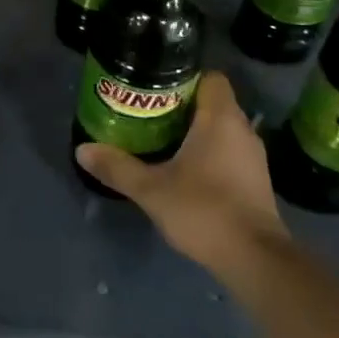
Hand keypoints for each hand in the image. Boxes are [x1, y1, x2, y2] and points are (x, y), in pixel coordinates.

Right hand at [74, 72, 287, 273]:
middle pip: (212, 102)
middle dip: (181, 105)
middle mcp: (242, 130)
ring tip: (159, 138)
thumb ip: (117, 167)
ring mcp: (253, 157)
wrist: (255, 260)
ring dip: (194, 130)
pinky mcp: (255, 180)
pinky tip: (183, 168)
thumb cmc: (204, 210)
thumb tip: (83, 150)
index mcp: (221, 119)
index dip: (184, 77)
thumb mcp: (151, 189)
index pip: (210, 77)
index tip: (155, 87)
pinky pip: (228, 151)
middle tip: (147, 111)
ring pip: (221, 128)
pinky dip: (208, 152)